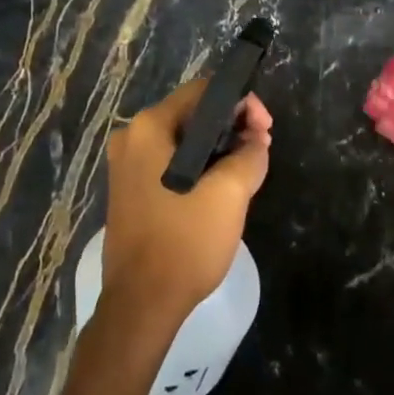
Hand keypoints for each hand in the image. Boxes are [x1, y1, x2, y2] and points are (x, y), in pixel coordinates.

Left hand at [100, 79, 272, 331]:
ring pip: (183, 142)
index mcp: (149, 128)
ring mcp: (127, 167)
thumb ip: (250, 154)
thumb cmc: (185, 241)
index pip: (203, 91)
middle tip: (262, 150)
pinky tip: (221, 188)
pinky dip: (199, 167)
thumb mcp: (230, 192)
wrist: (142, 303)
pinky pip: (171, 164)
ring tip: (248, 170)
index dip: (242, 103)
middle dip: (232, 127)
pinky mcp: (131, 192)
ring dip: (218, 149)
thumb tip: (255, 140)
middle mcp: (131, 139)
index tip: (266, 130)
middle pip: (192, 115)